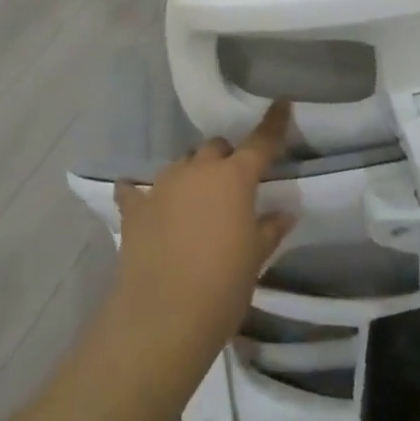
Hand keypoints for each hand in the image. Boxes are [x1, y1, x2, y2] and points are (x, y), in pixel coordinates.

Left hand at [109, 101, 294, 357]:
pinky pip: (136, 190)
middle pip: (215, 148)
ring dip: (191, 177)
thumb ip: (270, 229)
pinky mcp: (134, 207)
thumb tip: (285, 212)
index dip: (273, 123)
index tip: (281, 103)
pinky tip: (139, 201)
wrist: (163, 317)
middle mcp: (197, 170)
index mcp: (233, 178)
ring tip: (193, 205)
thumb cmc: (222, 286)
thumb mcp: (255, 259)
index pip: (259, 143)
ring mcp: (162, 185)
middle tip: (232, 187)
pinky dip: (141, 194)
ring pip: (181, 165)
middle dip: (225, 160)